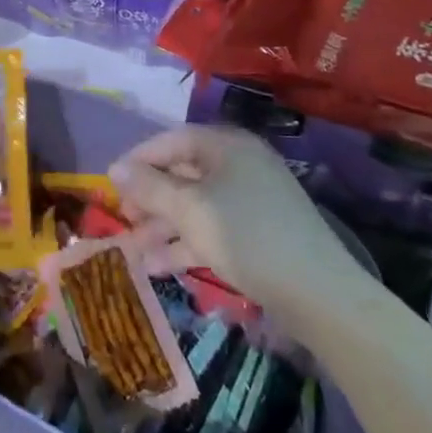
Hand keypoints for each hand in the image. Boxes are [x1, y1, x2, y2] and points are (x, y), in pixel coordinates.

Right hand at [109, 125, 363, 322]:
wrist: (319, 293)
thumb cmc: (246, 236)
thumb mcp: (190, 210)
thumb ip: (150, 187)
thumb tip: (114, 168)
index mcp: (227, 146)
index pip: (173, 140)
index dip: (139, 159)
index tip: (112, 183)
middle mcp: (239, 165)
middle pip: (183, 173)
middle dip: (150, 198)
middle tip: (124, 220)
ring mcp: (251, 200)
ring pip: (196, 205)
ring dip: (163, 226)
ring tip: (134, 252)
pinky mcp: (259, 233)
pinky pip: (212, 228)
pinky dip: (186, 244)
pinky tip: (159, 268)